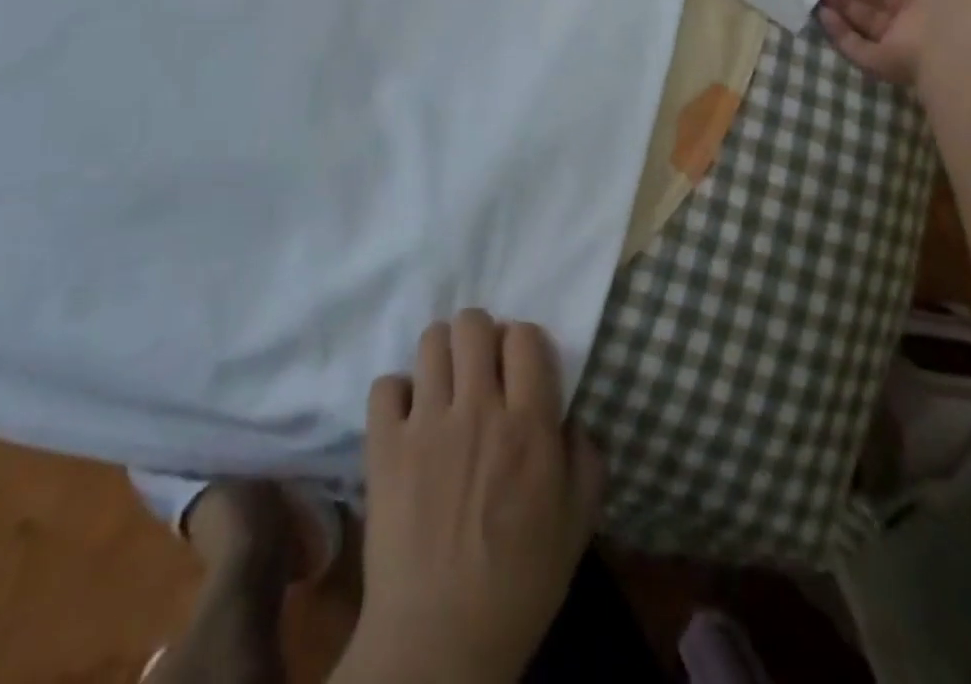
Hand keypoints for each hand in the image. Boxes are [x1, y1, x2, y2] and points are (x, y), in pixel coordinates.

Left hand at [337, 310, 605, 683]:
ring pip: (430, 341)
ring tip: (445, 384)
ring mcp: (426, 424)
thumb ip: (586, 457)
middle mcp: (478, 409)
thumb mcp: (577, 525)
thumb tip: (571, 415)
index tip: (521, 368)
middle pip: (473, 324)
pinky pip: (385, 385)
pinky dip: (398, 393)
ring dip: (442, 354)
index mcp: (529, 425)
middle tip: (481, 368)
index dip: (524, 344)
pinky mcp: (383, 447)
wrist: (438, 646)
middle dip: (481, 335)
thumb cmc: (518, 586)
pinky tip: (408, 418)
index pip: (525, 336)